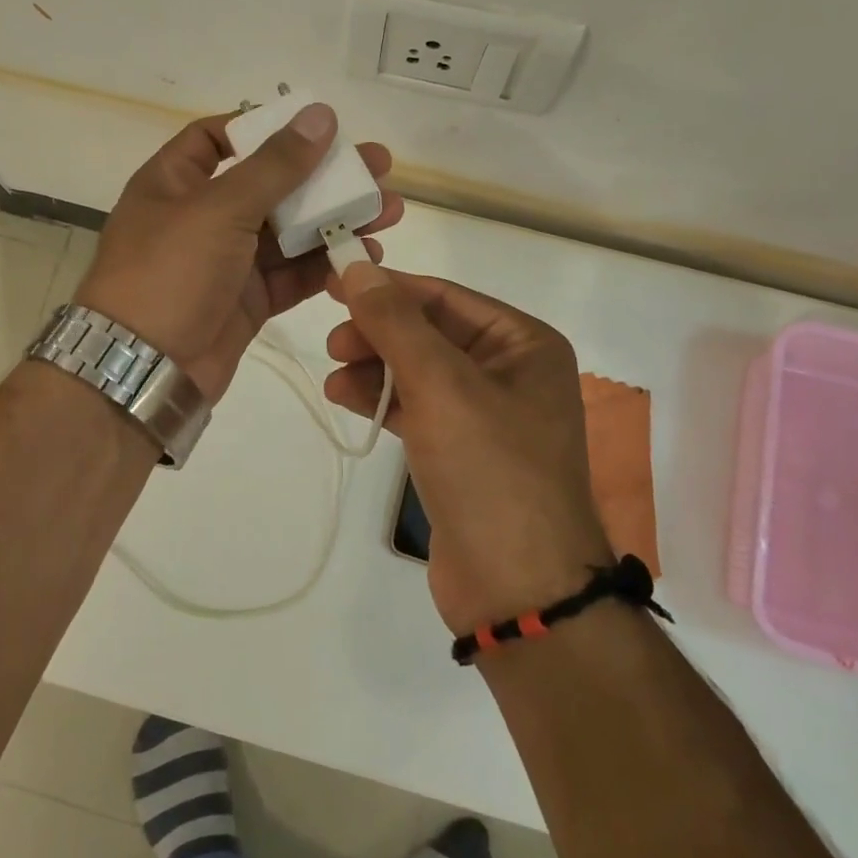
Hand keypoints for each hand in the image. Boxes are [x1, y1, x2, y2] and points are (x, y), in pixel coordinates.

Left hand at [75, 105, 402, 401]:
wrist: (146, 369)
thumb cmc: (171, 272)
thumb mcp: (220, 208)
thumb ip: (275, 165)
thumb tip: (320, 114)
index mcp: (175, 182)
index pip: (215, 137)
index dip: (262, 127)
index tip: (313, 127)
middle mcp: (201, 216)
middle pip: (269, 184)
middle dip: (323, 176)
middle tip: (378, 167)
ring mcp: (226, 261)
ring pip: (289, 231)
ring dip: (335, 220)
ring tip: (389, 212)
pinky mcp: (248, 300)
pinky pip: (292, 274)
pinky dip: (325, 265)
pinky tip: (365, 255)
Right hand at [323, 264, 609, 633]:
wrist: (517, 588)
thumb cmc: (490, 470)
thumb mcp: (441, 385)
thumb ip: (395, 323)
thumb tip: (357, 269)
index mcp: (524, 344)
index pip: (445, 297)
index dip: (389, 288)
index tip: (335, 283)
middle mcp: (509, 372)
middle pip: (430, 332)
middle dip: (380, 333)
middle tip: (333, 342)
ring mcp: (485, 415)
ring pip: (418, 371)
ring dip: (375, 366)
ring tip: (334, 373)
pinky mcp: (460, 451)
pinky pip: (416, 407)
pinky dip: (382, 399)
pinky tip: (345, 396)